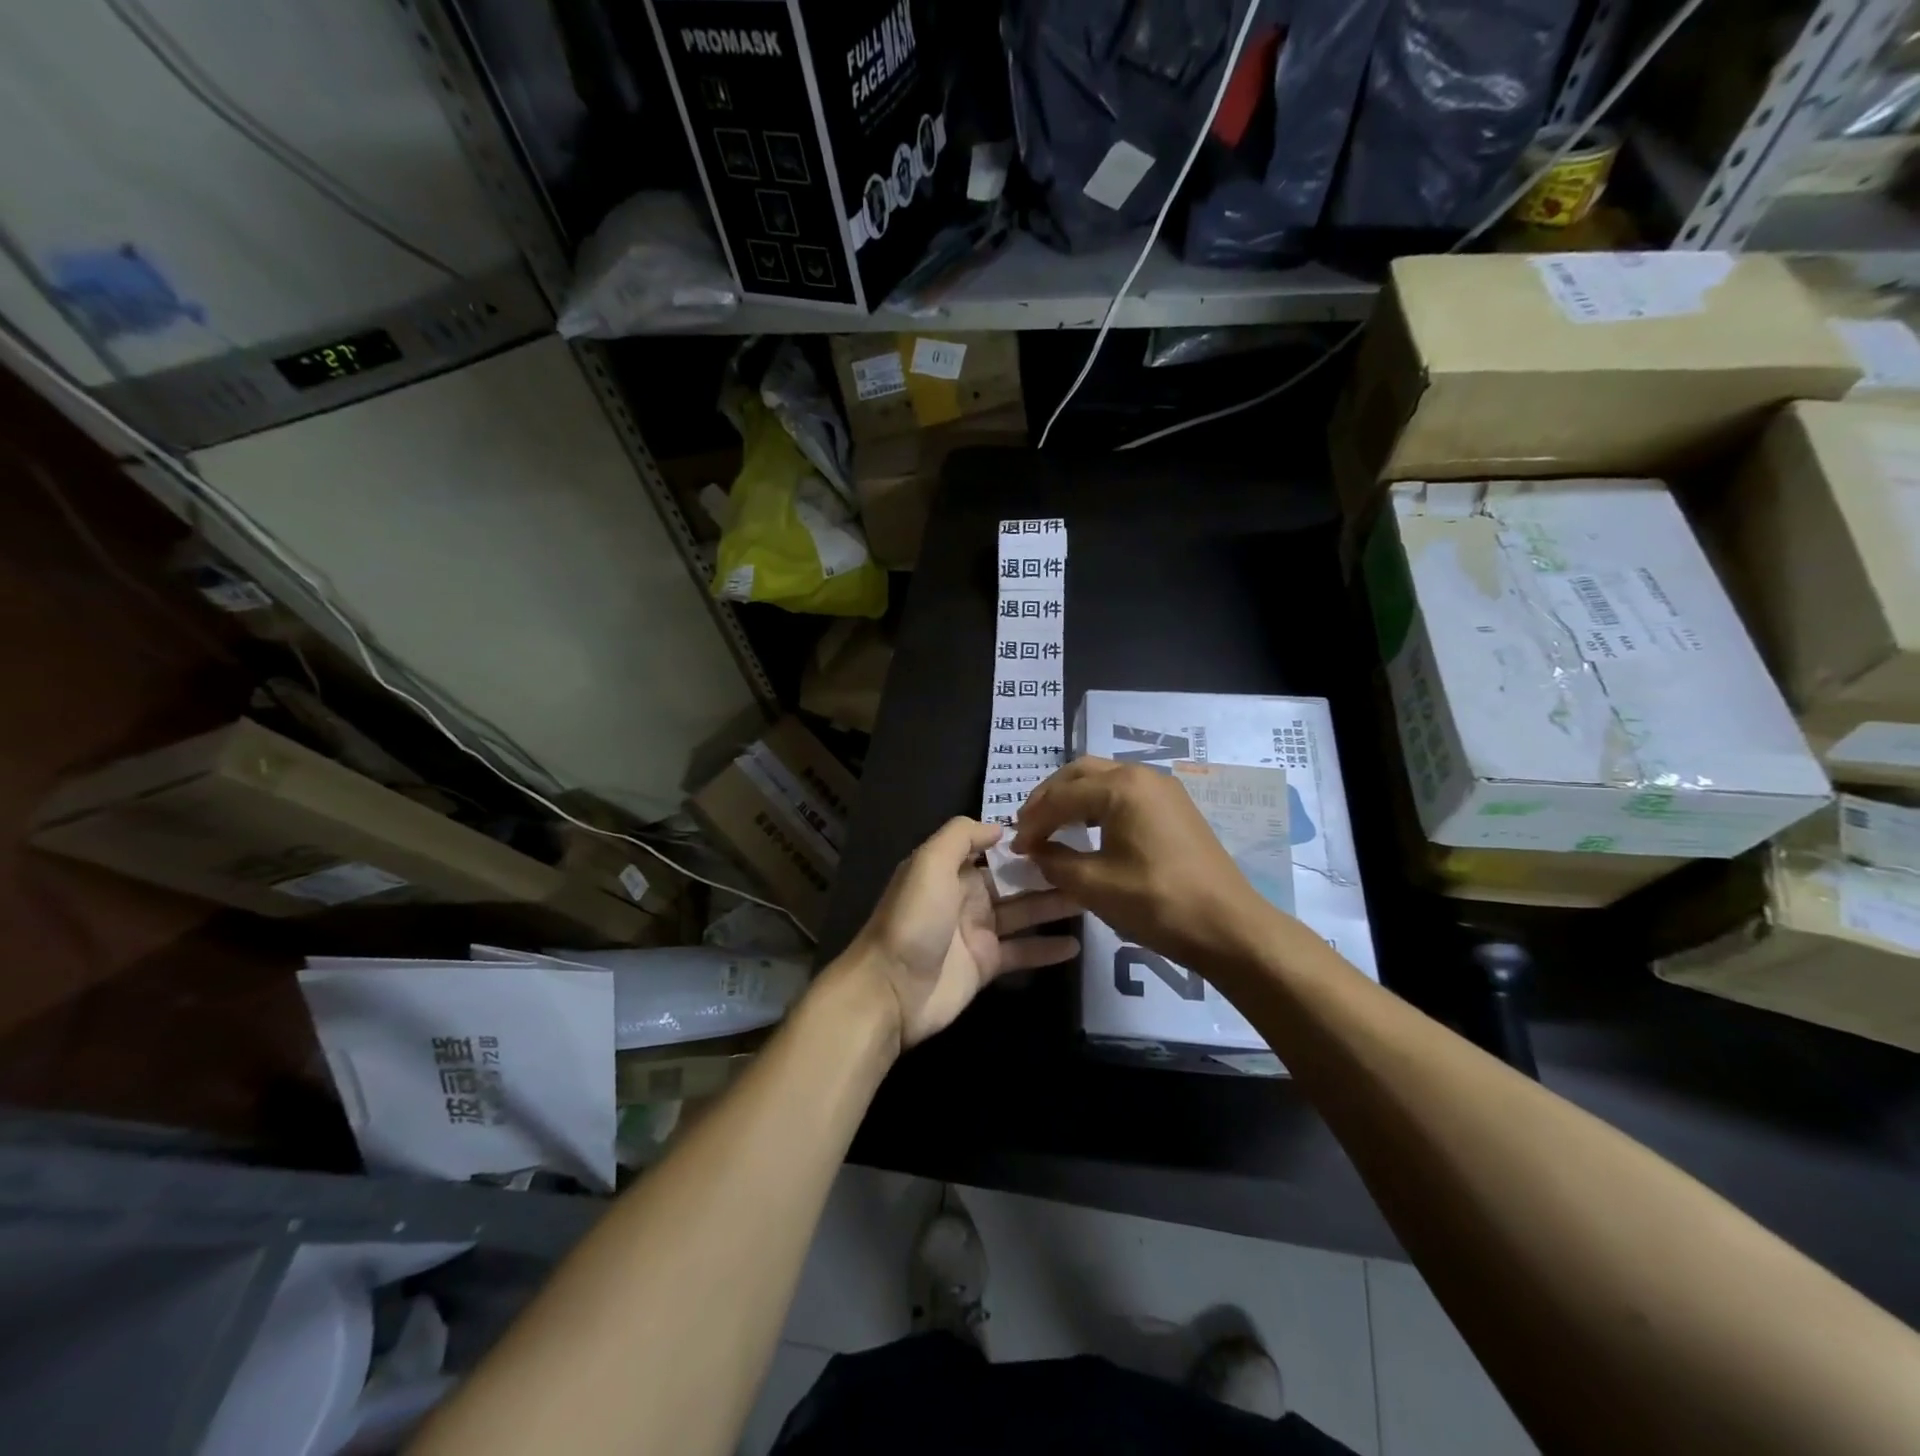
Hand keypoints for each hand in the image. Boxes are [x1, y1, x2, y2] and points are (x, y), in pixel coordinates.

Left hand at [842, 818, 1078, 1049]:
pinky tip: (1076, 945)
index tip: (1063, 832)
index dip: (1024, 843)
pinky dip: (1046, 949)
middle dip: (1048, 873)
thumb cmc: (913, 919)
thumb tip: (1000, 828)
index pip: (994, 850)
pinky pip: (1022, 952)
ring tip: (1092, 899)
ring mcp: (977, 932)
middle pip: (1014, 881)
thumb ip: (961, 837)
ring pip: (1024, 913)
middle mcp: (966, 896)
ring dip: (1054, 906)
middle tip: (1090, 866)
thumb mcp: (929, 864)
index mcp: (951, 869)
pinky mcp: (986, 966)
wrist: (891, 989)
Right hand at [1012, 757, 1272, 970]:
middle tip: (1028, 827)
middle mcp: (1142, 775)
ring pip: (1103, 779)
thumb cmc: (1157, 903)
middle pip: (1080, 773)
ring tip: (1052, 827)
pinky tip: (1088, 831)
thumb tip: (1037, 852)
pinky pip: (1125, 793)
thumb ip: (1055, 863)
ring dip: (1073, 798)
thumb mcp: (1095, 885)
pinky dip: (1097, 805)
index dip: (1032, 822)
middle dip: (1049, 798)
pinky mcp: (1175, 808)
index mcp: (1121, 787)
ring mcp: (1163, 789)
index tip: (1016, 848)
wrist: (1229, 927)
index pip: (1060, 796)